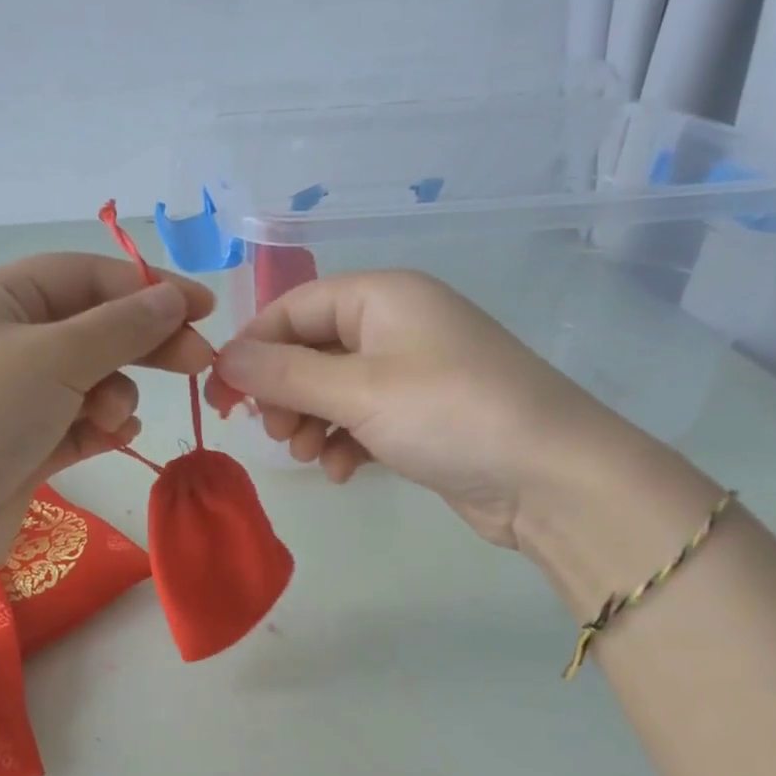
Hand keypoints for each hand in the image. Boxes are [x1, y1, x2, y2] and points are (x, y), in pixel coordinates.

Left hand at [0, 253, 214, 568]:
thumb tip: (174, 298)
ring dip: (114, 395)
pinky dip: (100, 427)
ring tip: (112, 419)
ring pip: (89, 380)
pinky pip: (78, 424)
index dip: (148, 287)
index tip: (204, 308)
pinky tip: (116, 436)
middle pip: (93, 328)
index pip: (87, 276)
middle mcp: (6, 342)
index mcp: (1, 300)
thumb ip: (123, 325)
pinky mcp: (23, 446)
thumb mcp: (57, 356)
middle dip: (144, 343)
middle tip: (198, 361)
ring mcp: (14, 398)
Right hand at [208, 271, 616, 547]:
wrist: (551, 479)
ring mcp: (412, 371)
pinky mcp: (422, 415)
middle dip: (285, 391)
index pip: (293, 307)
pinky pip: (361, 418)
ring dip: (311, 421)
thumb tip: (223, 358)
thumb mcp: (357, 391)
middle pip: (310, 348)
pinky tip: (344, 471)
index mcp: (383, 296)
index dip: (253, 348)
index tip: (223, 394)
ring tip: (311, 455)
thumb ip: (284, 373)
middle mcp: (396, 324)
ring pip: (332, 388)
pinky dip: (344, 441)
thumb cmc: (449, 415)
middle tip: (275, 431)